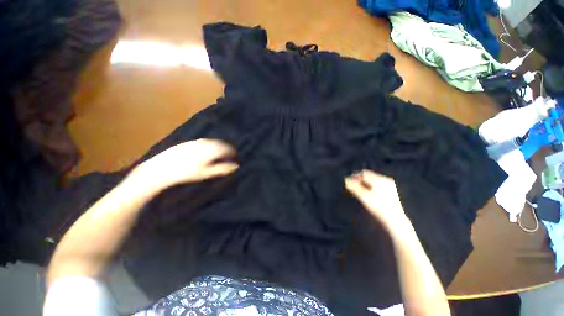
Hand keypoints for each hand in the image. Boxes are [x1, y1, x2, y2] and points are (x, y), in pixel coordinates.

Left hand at [129, 139, 238, 190]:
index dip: (233, 153)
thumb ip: (222, 168)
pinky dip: (209, 146)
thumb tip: (236, 166)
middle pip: (221, 144)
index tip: (236, 158)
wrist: (162, 169)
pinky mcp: (188, 143)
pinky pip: (203, 142)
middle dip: (226, 149)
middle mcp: (205, 143)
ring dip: (218, 147)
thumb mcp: (207, 173)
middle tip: (229, 156)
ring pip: (212, 142)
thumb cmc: (187, 173)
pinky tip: (205, 152)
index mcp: (212, 149)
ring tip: (219, 154)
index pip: (228, 149)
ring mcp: (196, 142)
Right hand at [345, 170, 408, 230]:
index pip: (363, 174)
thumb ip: (354, 188)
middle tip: (353, 186)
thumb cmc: (378, 208)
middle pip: (368, 176)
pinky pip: (377, 183)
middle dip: (359, 180)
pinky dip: (371, 186)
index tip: (349, 182)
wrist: (395, 219)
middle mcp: (385, 179)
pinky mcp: (391, 189)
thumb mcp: (364, 197)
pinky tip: (368, 192)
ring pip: (372, 180)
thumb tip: (346, 180)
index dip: (355, 177)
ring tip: (359, 190)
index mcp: (379, 180)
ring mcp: (389, 184)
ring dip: (364, 183)